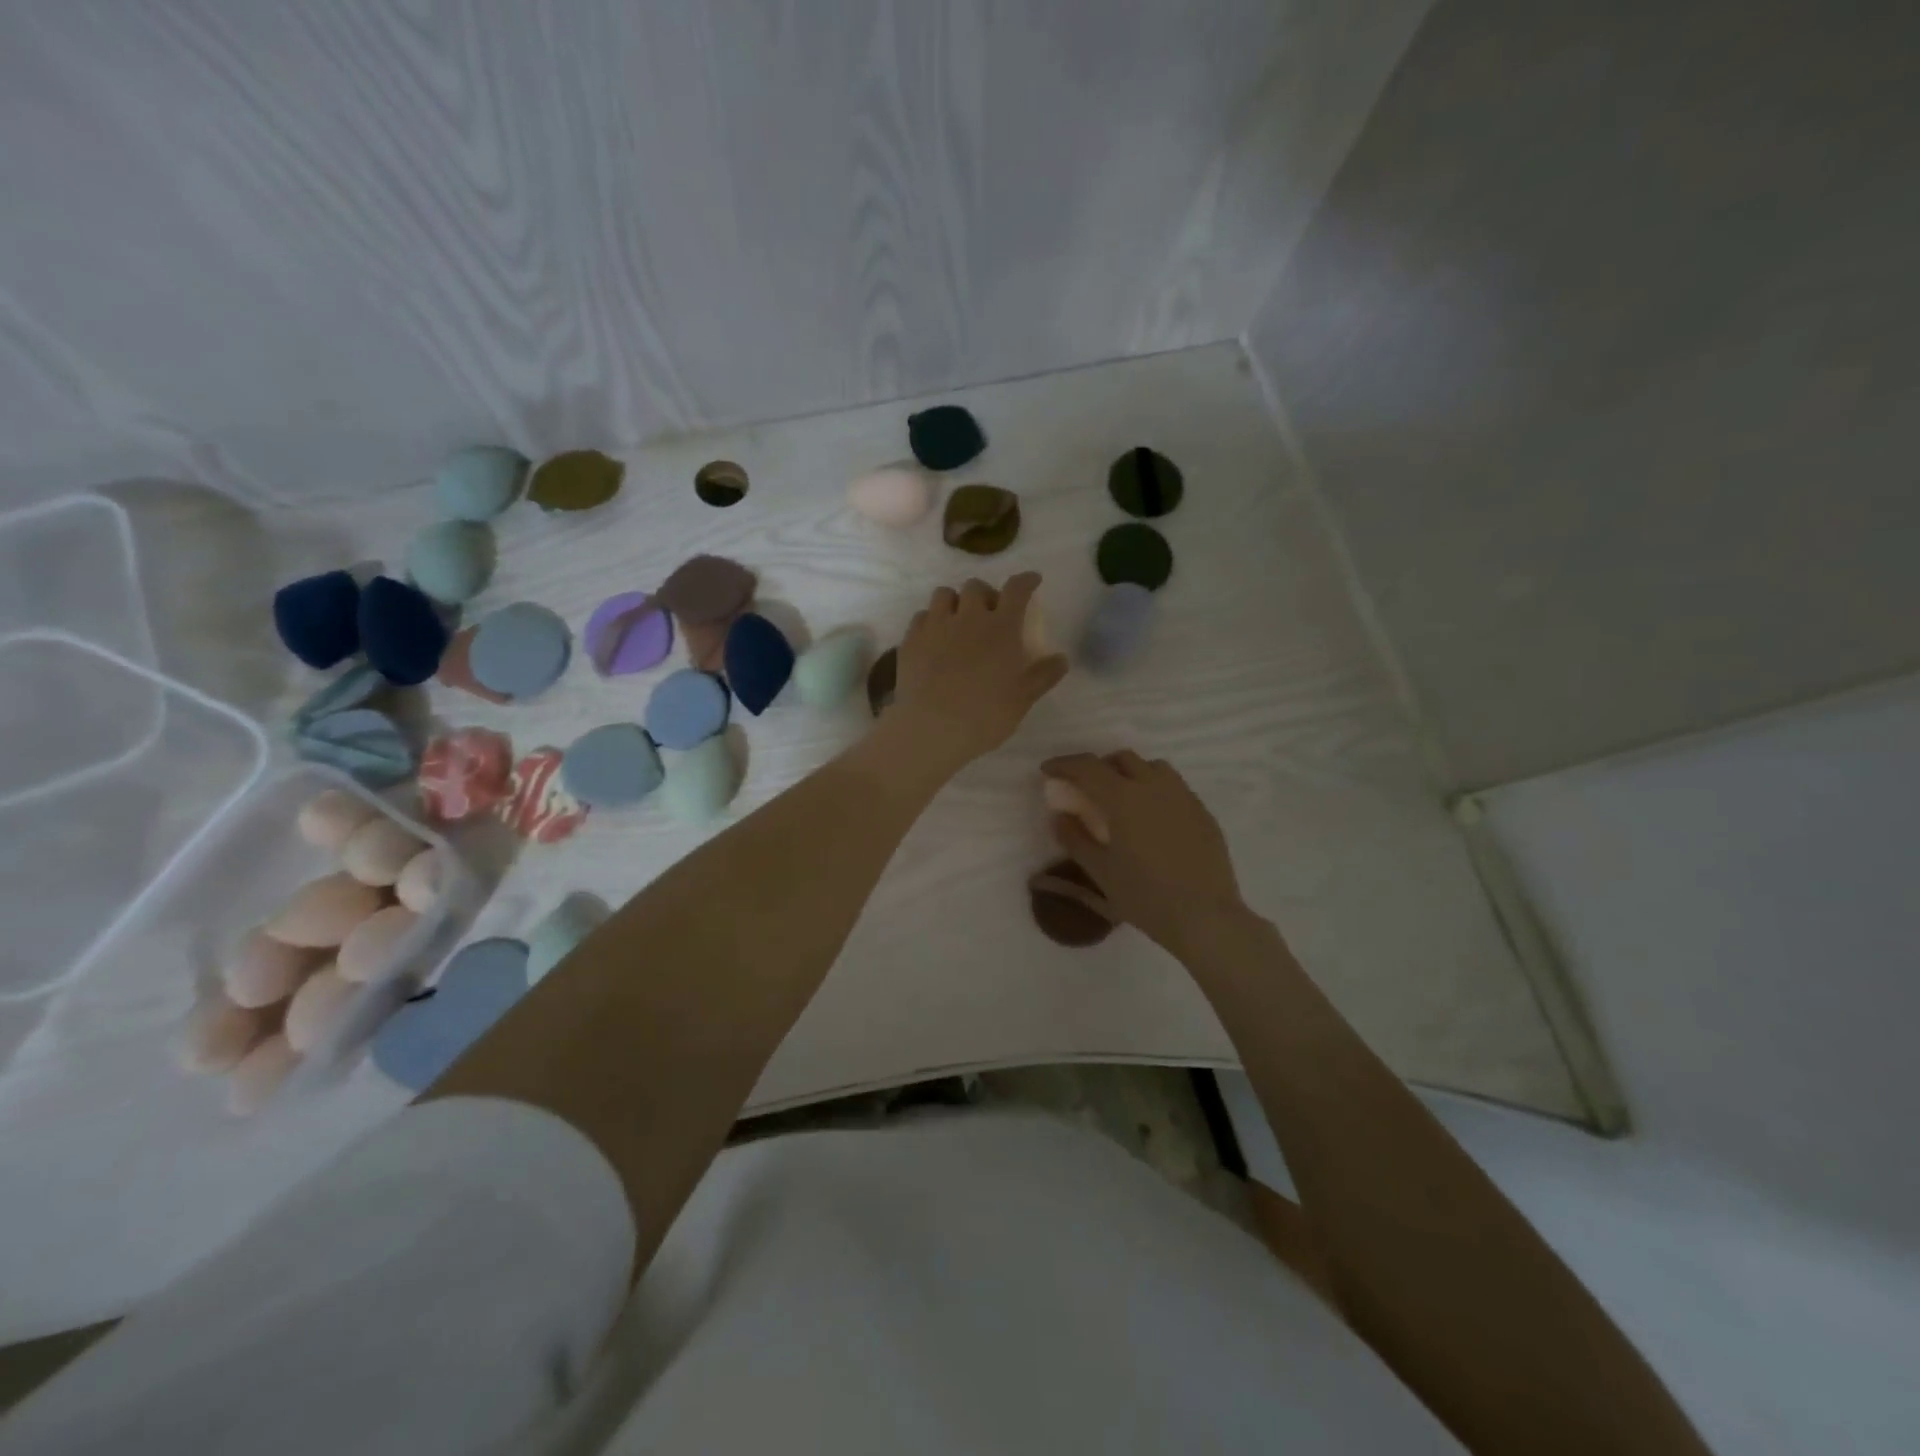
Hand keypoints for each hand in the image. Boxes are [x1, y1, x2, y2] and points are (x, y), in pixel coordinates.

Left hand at [892, 573, 1067, 770]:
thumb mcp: (1023, 698)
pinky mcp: (911, 640)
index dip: (1026, 580)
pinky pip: (921, 616)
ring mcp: (935, 626)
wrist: (933, 728)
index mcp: (1001, 627)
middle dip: (986, 594)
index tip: (1032, 581)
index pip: (1017, 589)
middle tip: (990, 612)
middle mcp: (968, 617)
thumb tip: (1062, 659)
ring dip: (955, 601)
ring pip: (943, 594)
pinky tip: (934, 638)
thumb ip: (1043, 675)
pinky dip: (931, 620)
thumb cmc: (986, 715)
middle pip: (976, 586)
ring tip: (958, 620)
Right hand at [1040, 751, 1247, 954]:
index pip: (1088, 767)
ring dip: (1130, 772)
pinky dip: (1155, 789)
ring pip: (1153, 767)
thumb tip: (1059, 816)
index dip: (1064, 764)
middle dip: (1098, 766)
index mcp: (1123, 798)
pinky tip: (1152, 817)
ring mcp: (1183, 797)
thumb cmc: (1145, 896)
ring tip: (1121, 796)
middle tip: (1085, 787)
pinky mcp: (1202, 812)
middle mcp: (1154, 786)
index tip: (1048, 770)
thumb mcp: (1100, 871)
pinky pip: (1174, 786)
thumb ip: (1075, 839)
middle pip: (1122, 759)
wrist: (1204, 917)